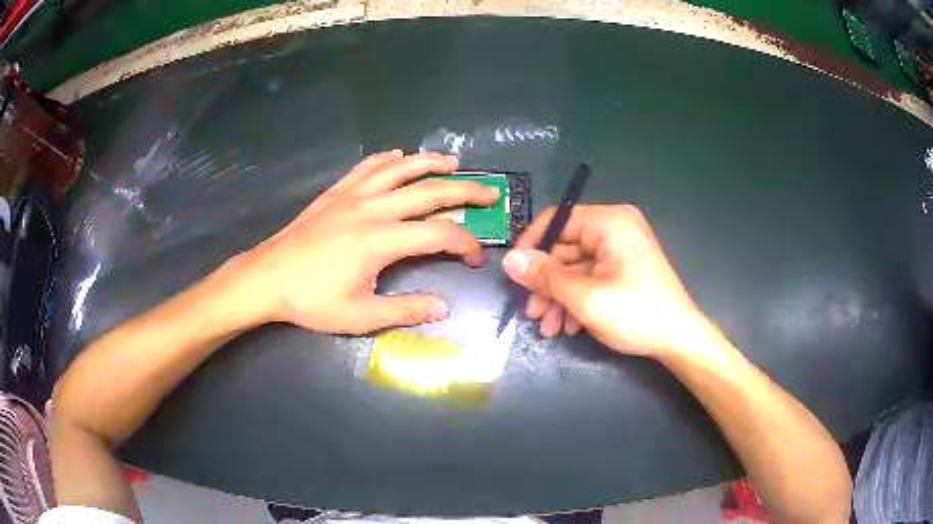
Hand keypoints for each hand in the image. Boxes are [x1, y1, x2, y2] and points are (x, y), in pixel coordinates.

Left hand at [232, 150, 499, 334]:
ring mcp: (353, 195)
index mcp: (382, 240)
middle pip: (429, 192)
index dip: (466, 244)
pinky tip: (398, 155)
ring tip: (454, 162)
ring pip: (400, 170)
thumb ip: (405, 309)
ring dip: (430, 163)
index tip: (476, 258)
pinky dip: (386, 159)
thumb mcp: (360, 316)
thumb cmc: (311, 300)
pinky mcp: (336, 193)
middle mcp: (373, 208)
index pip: (439, 234)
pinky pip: (366, 167)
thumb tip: (443, 307)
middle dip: (465, 192)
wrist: (267, 277)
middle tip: (490, 192)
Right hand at [501, 204, 716, 357]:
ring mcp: (620, 250)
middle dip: (546, 283)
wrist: (678, 340)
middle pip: (565, 248)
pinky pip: (590, 277)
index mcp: (610, 222)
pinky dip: (576, 300)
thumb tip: (509, 259)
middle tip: (532, 312)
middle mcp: (615, 229)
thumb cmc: (636, 313)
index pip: (558, 220)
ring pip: (575, 267)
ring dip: (558, 297)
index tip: (515, 274)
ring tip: (548, 327)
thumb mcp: (585, 297)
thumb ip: (546, 276)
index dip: (532, 245)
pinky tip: (570, 326)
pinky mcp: (623, 269)